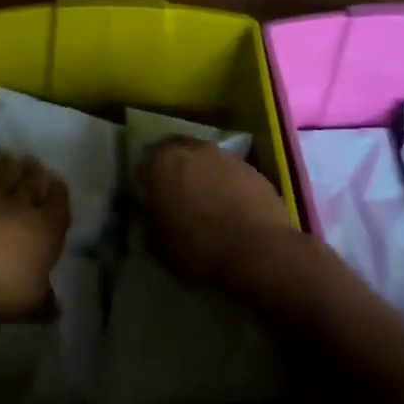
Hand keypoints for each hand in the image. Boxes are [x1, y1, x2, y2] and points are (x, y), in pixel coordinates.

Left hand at [0, 153, 70, 319]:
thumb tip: (57, 309)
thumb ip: (44, 303)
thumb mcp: (30, 302)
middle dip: (34, 175)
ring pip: (1, 179)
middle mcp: (21, 208)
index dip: (59, 195)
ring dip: (6, 168)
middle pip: (30, 186)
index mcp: (47, 229)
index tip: (57, 180)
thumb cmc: (3, 281)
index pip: (58, 207)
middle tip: (34, 162)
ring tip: (8, 157)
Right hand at [138, 137, 298, 296]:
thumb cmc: (197, 248)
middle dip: (175, 170)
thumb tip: (153, 213)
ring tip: (207, 203)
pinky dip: (228, 186)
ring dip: (204, 175)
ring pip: (207, 161)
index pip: (144, 163)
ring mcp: (227, 157)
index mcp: (162, 162)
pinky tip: (232, 210)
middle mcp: (194, 149)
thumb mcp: (157, 243)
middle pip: (178, 153)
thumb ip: (151, 220)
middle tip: (176, 195)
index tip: (149, 198)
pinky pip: (232, 175)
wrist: (258, 253)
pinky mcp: (255, 171)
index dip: (146, 181)